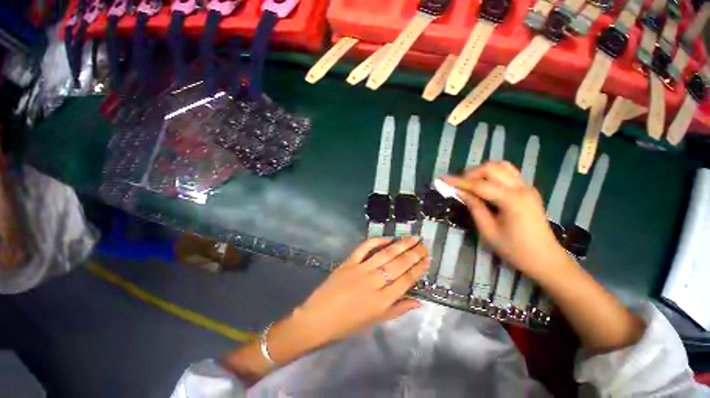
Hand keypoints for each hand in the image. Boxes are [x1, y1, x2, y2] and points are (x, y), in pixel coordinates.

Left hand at [294, 236, 428, 345]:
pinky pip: (364, 248)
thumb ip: (397, 310)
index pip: (406, 281)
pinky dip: (376, 241)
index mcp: (382, 301)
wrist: (318, 319)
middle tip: (424, 245)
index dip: (418, 269)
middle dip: (414, 254)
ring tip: (413, 238)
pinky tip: (388, 238)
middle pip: (398, 265)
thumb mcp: (375, 322)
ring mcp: (360, 270)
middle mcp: (374, 283)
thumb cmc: (347, 325)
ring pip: (385, 254)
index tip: (427, 259)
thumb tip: (419, 302)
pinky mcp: (348, 262)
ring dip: (401, 245)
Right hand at [443, 161, 564, 278]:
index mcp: (511, 200)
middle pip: (491, 168)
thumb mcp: (488, 230)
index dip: (458, 181)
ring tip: (470, 184)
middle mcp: (521, 188)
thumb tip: (459, 192)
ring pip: (501, 166)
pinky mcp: (528, 189)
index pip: (479, 185)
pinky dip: (492, 174)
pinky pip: (508, 173)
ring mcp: (527, 187)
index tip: (442, 178)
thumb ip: (474, 207)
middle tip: (458, 185)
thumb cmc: (514, 249)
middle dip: (471, 174)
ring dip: (482, 171)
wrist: (545, 258)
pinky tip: (484, 186)